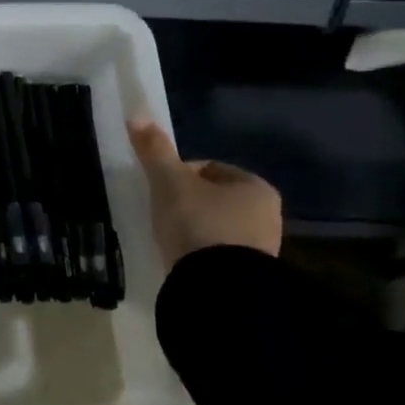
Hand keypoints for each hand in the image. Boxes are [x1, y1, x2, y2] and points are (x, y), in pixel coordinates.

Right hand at [128, 118, 282, 263]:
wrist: (219, 288)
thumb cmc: (198, 223)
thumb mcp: (170, 183)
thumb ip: (155, 151)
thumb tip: (137, 116)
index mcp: (255, 186)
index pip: (209, 169)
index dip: (179, 174)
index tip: (160, 189)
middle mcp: (268, 214)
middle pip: (215, 199)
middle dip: (189, 203)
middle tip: (162, 214)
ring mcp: (263, 249)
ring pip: (218, 227)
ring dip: (196, 229)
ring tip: (171, 239)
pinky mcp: (250, 276)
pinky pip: (220, 255)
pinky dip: (202, 253)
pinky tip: (184, 260)